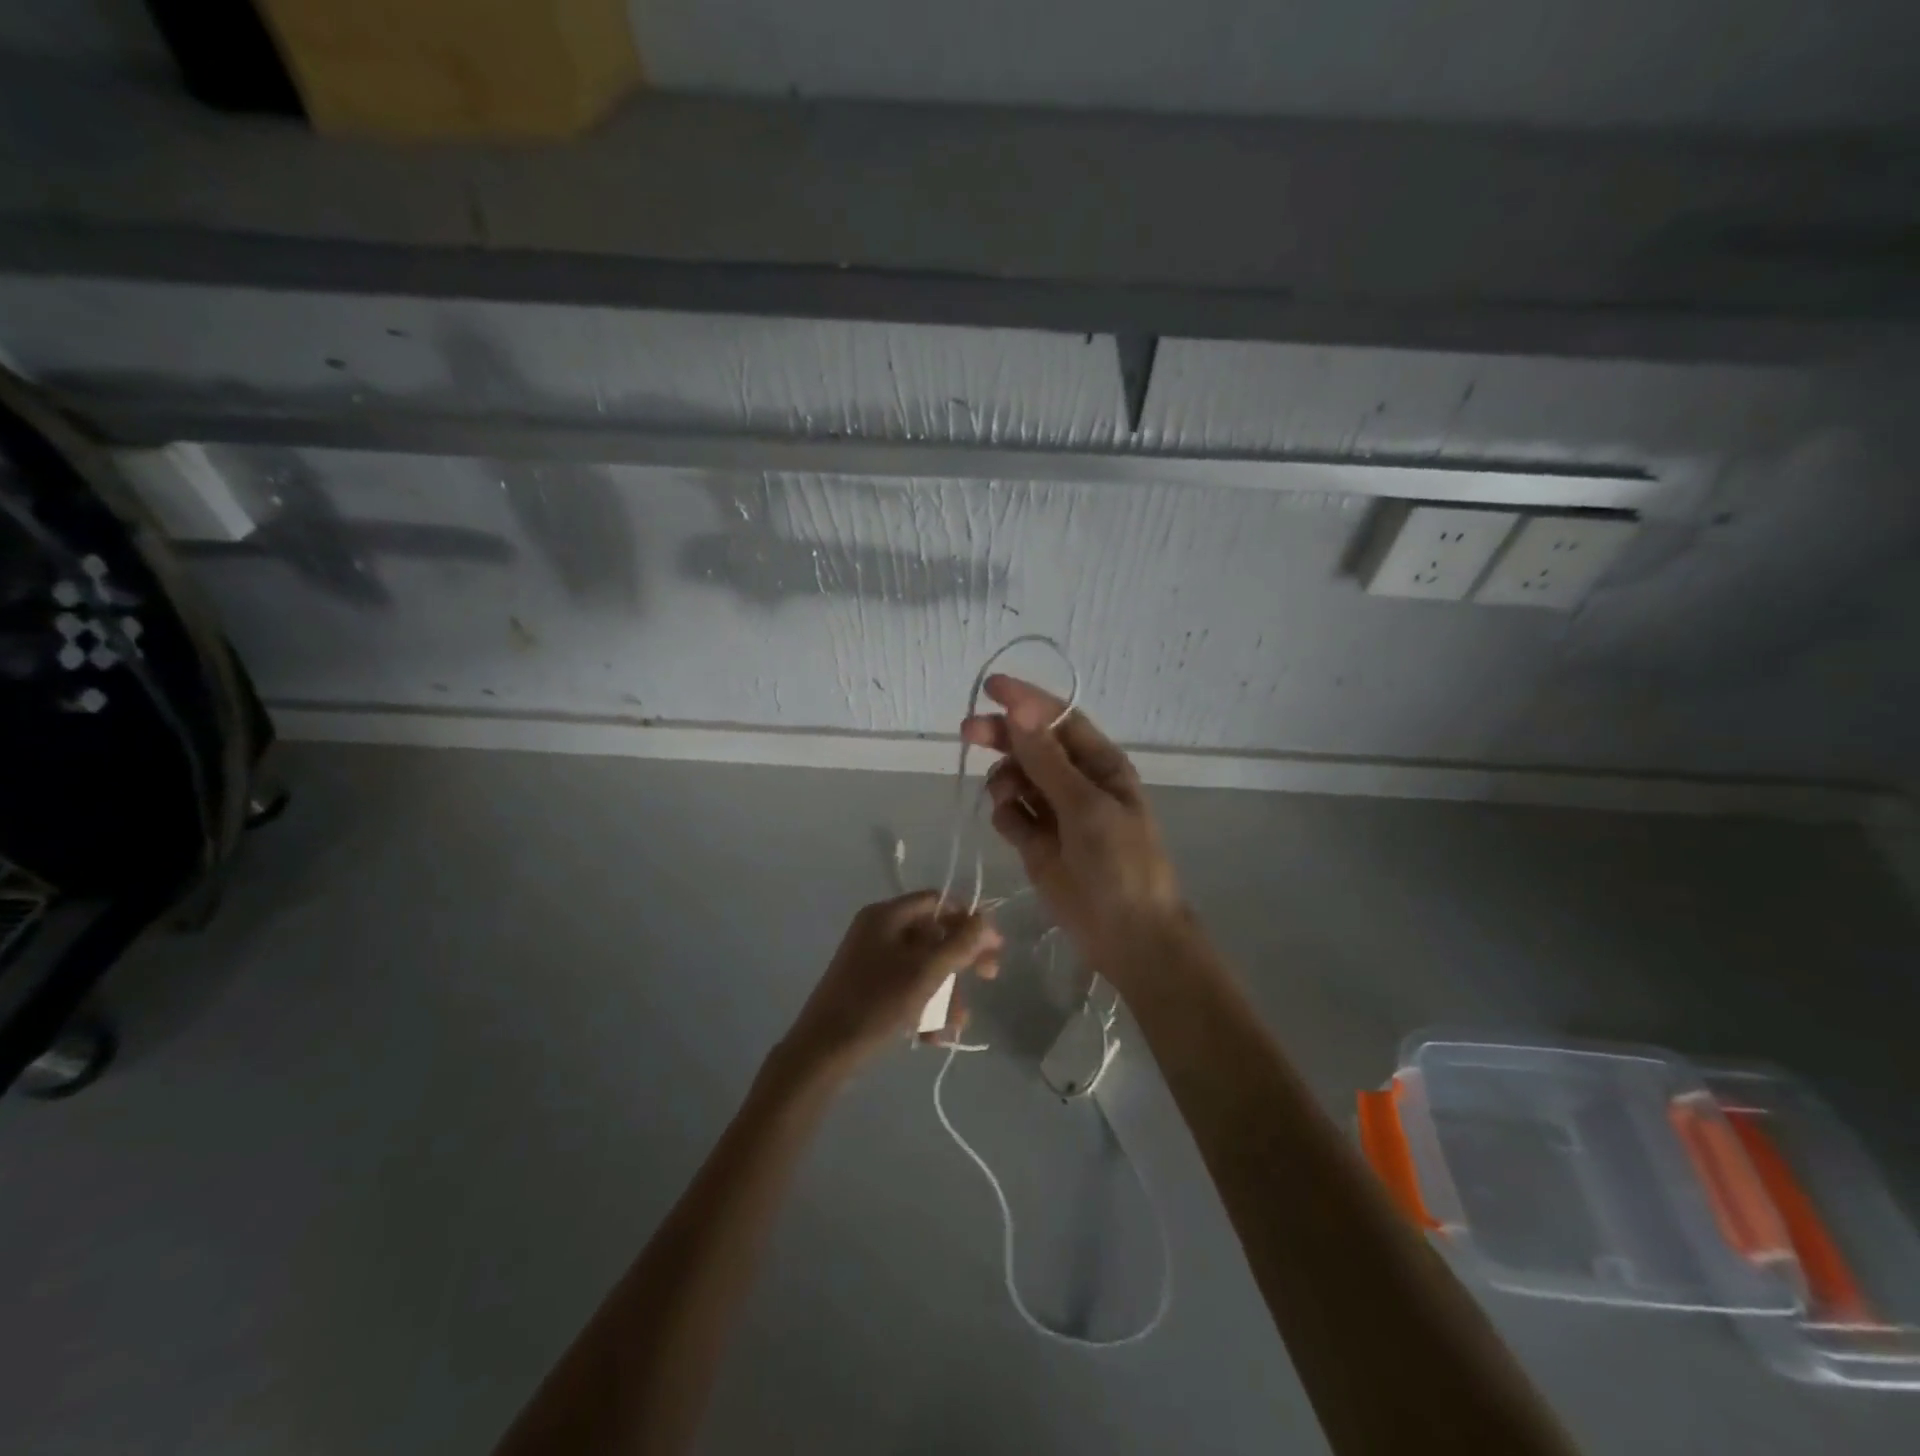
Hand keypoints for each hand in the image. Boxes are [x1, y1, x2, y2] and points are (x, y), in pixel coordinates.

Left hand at [781, 892, 1001, 1079]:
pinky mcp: (868, 989)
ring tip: (955, 1025)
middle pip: (933, 935)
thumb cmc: (876, 1005)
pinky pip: (907, 988)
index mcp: (886, 915)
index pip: (937, 902)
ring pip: (923, 967)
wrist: (822, 1054)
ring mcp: (871, 961)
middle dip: (960, 963)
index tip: (993, 946)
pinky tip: (932, 1037)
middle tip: (989, 977)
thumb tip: (985, 919)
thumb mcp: (925, 973)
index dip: (968, 920)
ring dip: (946, 994)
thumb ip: (960, 944)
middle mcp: (878, 931)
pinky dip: (924, 1008)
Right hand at [961, 675, 1185, 973]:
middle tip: (968, 732)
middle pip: (1030, 746)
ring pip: (1015, 779)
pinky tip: (1017, 832)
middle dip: (1002, 737)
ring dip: (1005, 782)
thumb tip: (1019, 709)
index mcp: (1100, 764)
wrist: (1127, 935)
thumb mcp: (1086, 806)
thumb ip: (1047, 760)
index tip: (991, 687)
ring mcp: (1054, 813)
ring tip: (1008, 801)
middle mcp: (1076, 782)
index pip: (1058, 719)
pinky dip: (1007, 816)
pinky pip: (1010, 814)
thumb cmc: (1120, 863)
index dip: (1027, 700)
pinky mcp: (1035, 842)